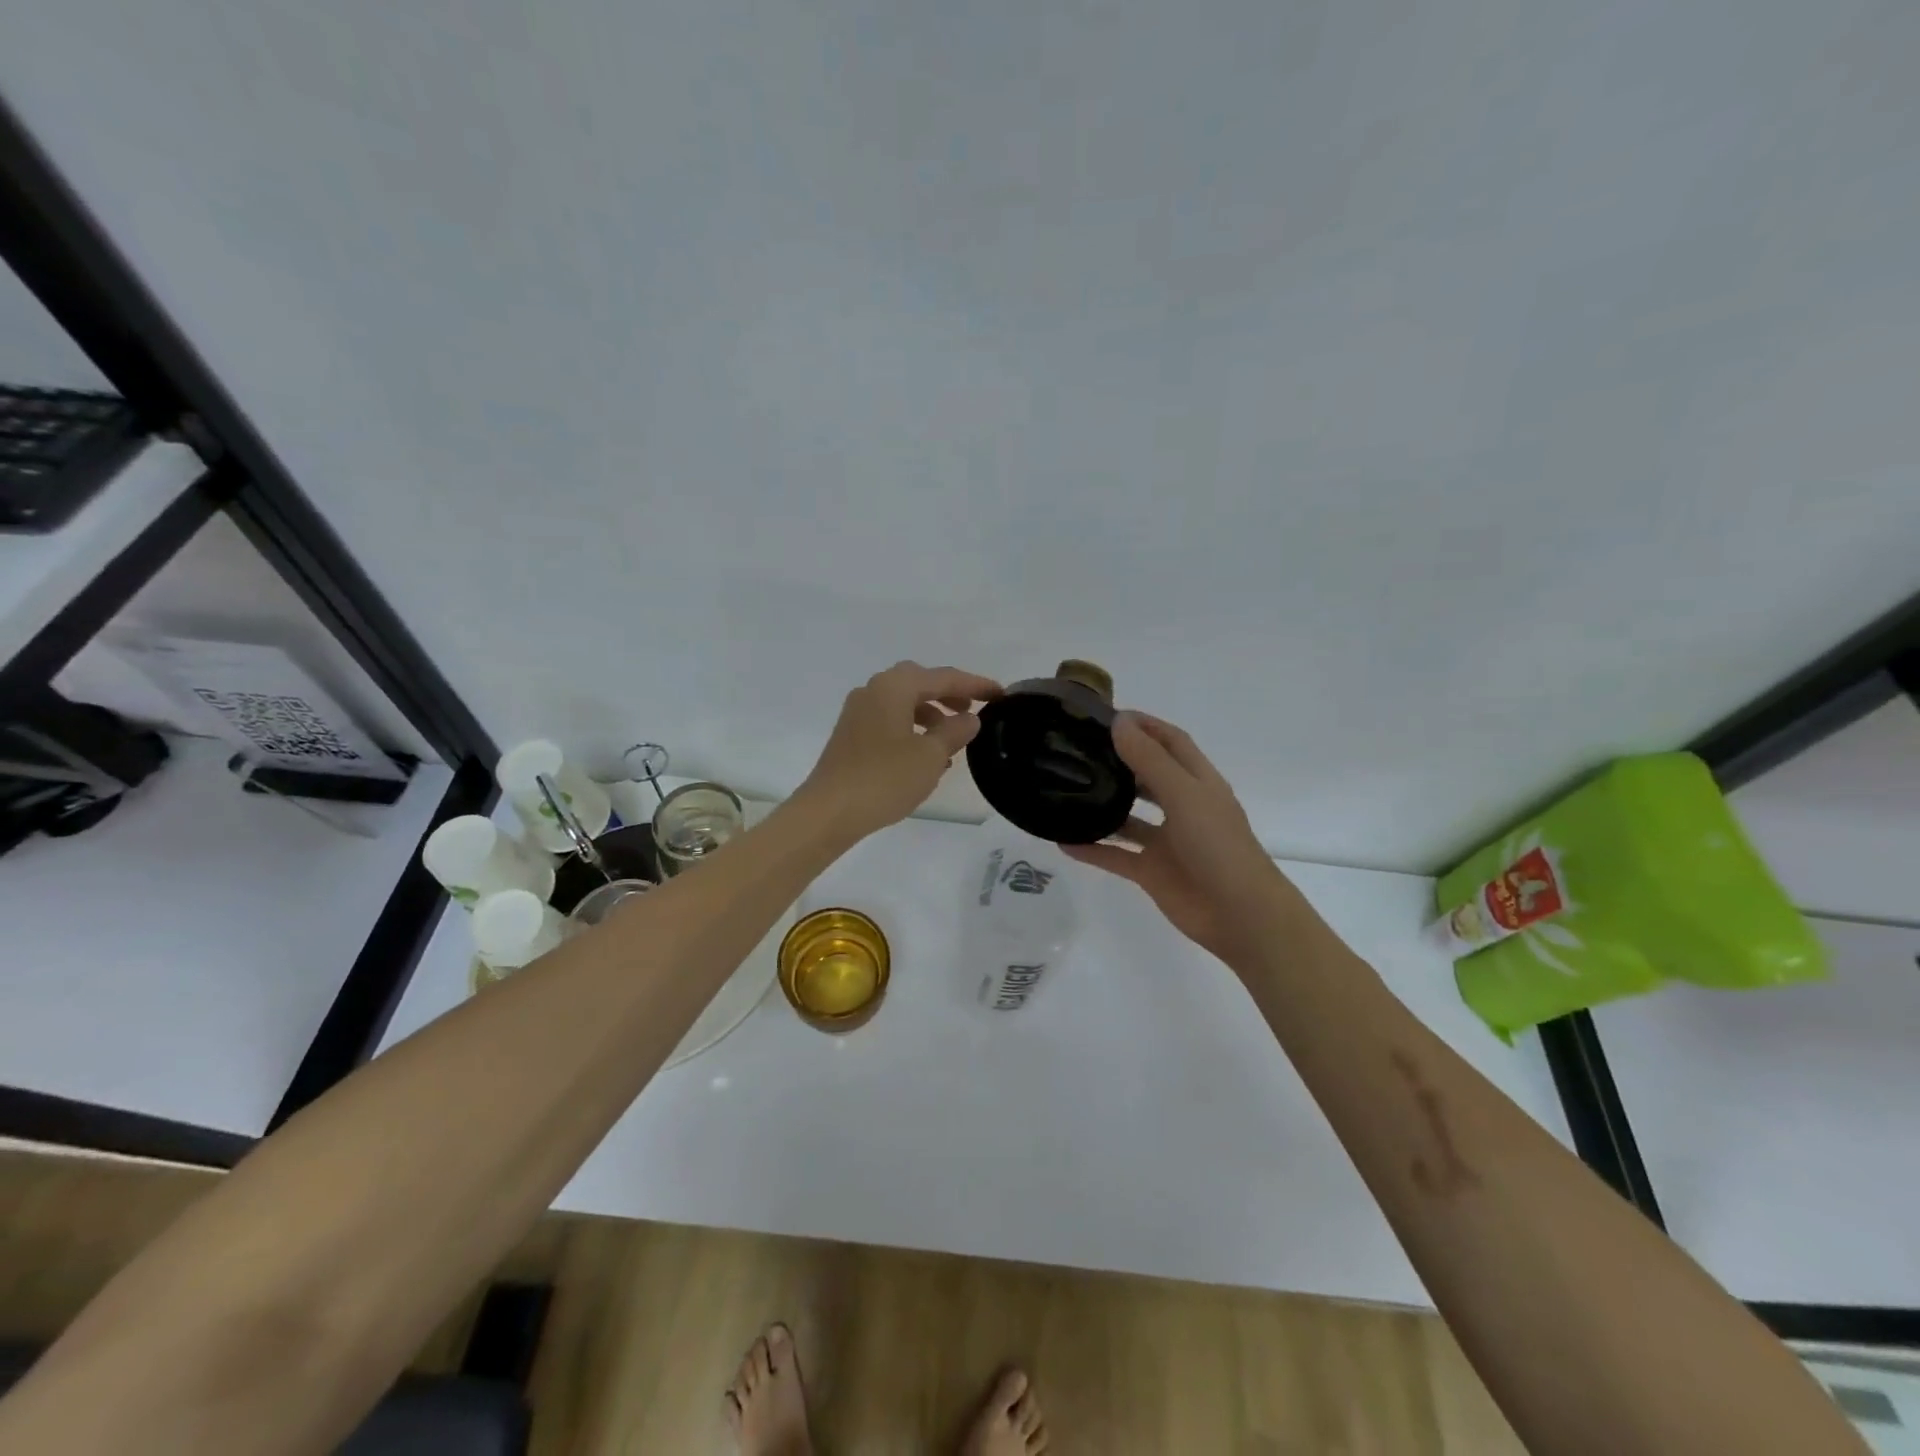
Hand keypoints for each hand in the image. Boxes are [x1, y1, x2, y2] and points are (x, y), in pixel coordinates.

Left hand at [799, 661, 1001, 840]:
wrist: (829, 811)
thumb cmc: (884, 779)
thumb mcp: (930, 756)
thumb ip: (954, 731)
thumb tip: (969, 718)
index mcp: (894, 687)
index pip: (943, 677)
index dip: (975, 685)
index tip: (1001, 694)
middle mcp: (873, 690)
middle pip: (919, 682)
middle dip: (949, 694)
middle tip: (972, 710)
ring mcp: (858, 712)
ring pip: (903, 702)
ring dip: (930, 714)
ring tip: (952, 739)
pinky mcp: (851, 735)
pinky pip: (889, 720)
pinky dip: (912, 729)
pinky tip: (925, 756)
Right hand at [1062, 712, 1289, 964]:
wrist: (1240, 915)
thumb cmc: (1219, 846)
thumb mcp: (1184, 795)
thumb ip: (1150, 760)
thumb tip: (1119, 722)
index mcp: (1198, 782)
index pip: (1171, 742)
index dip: (1146, 725)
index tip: (1108, 715)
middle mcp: (1182, 807)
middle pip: (1147, 776)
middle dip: (1119, 761)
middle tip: (1079, 750)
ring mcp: (1166, 841)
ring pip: (1128, 818)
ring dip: (1102, 806)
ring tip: (1066, 790)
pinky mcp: (1152, 872)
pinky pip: (1116, 856)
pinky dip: (1092, 849)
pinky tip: (1063, 842)